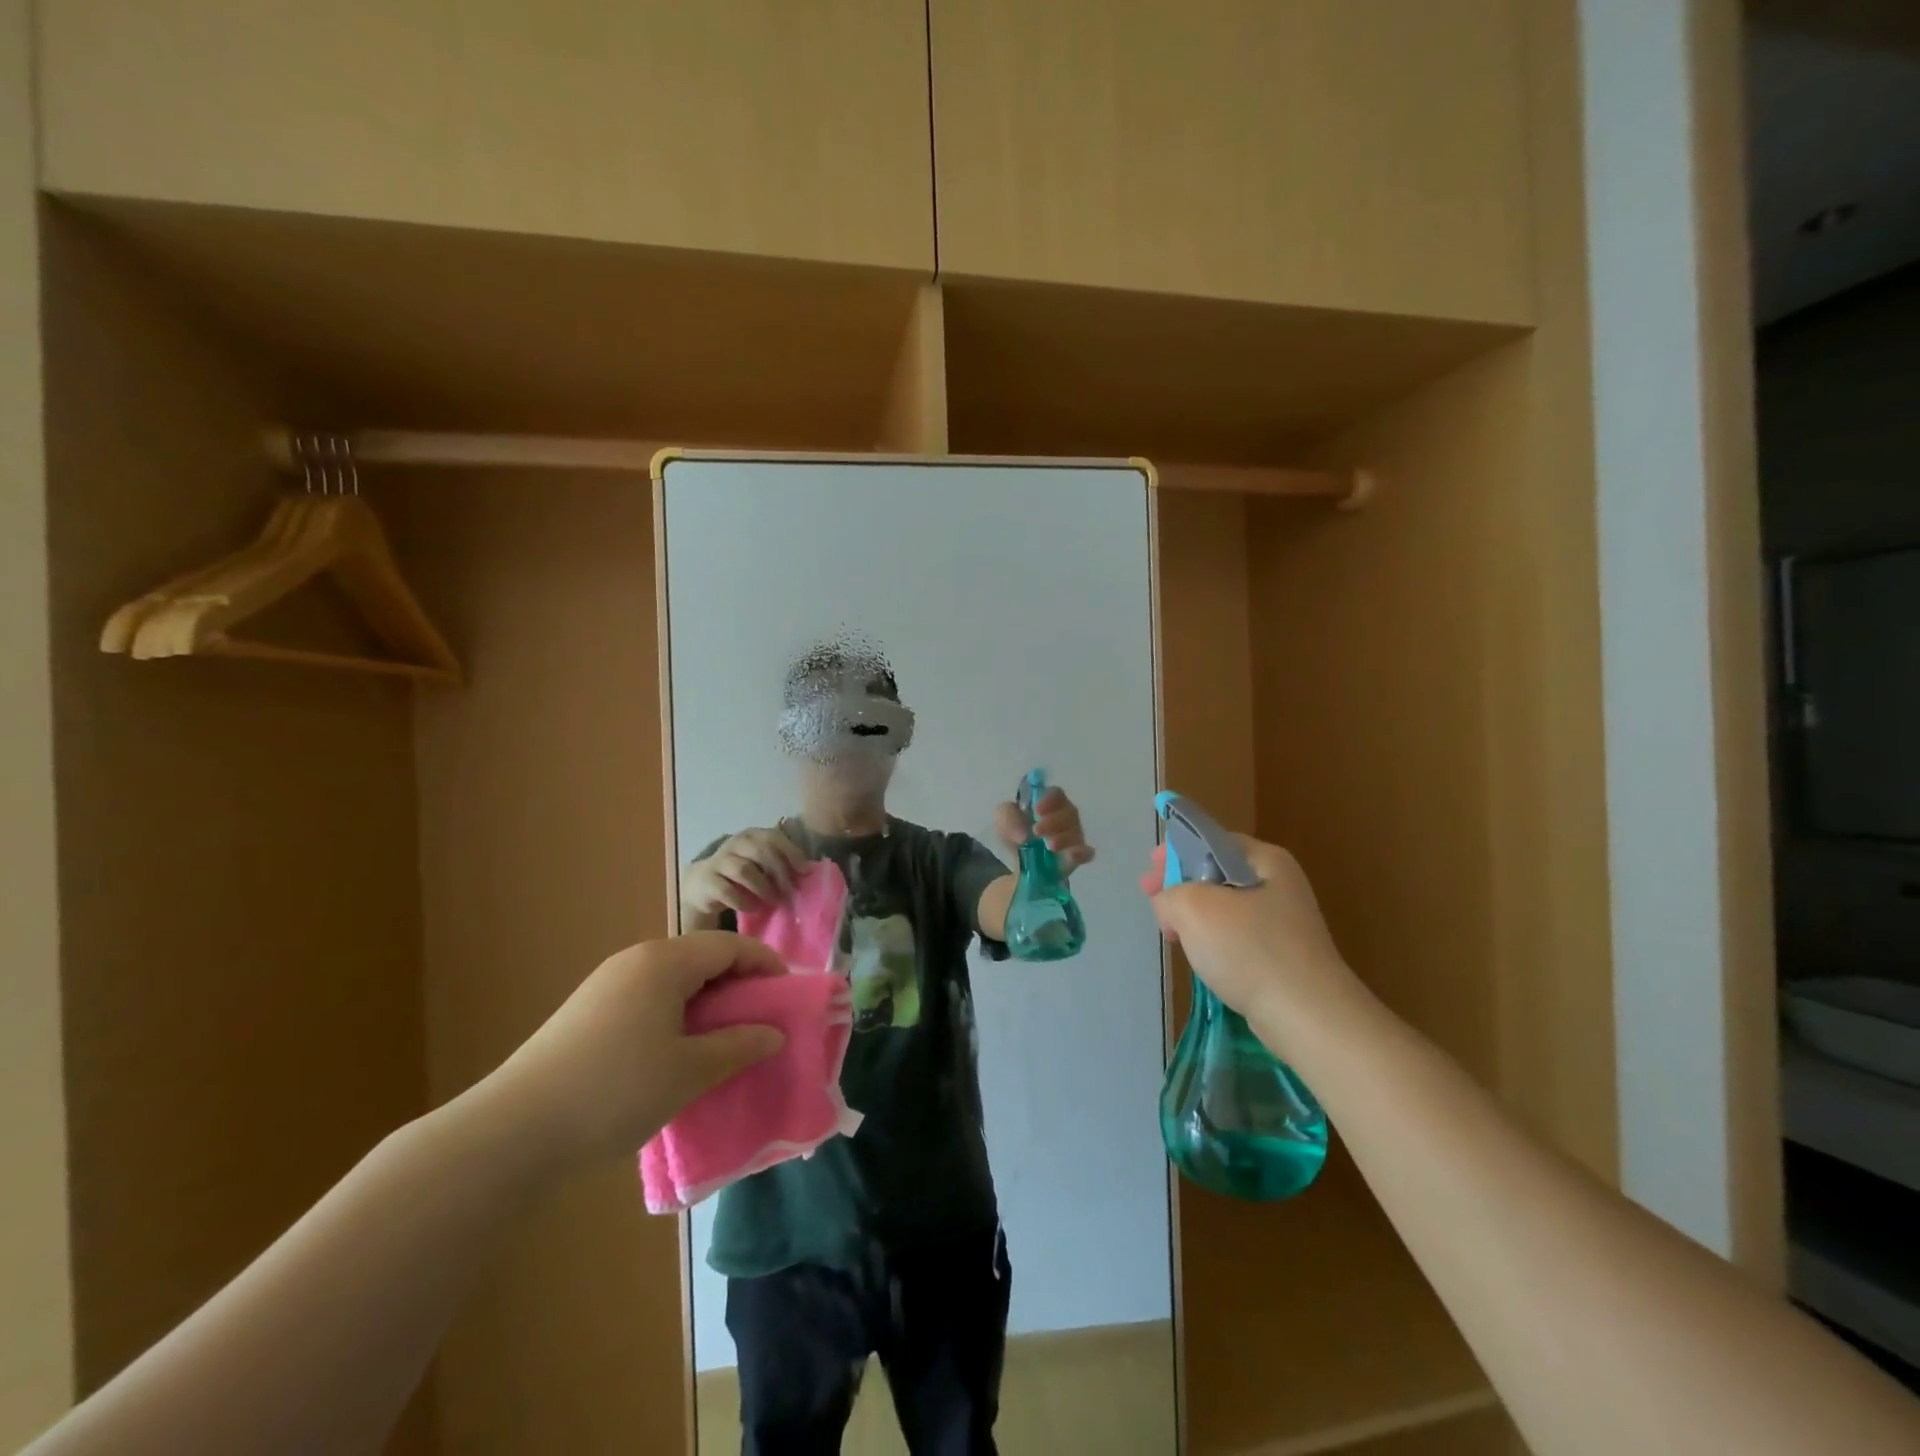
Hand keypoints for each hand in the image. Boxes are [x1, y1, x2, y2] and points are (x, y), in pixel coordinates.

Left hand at [479, 932, 786, 1170]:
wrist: (509, 1134)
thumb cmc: (614, 1092)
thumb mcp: (690, 1072)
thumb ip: (739, 1046)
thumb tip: (774, 1033)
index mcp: (664, 961)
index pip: (730, 946)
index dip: (766, 965)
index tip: (789, 995)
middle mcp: (635, 961)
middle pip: (702, 958)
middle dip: (738, 986)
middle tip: (761, 1023)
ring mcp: (606, 986)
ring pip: (674, 981)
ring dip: (707, 1004)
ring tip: (724, 1042)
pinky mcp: (586, 1013)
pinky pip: (648, 999)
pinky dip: (677, 1016)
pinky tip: (677, 1055)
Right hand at [682, 826, 809, 926]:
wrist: (702, 886)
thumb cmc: (742, 876)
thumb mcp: (761, 865)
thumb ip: (781, 864)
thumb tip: (808, 873)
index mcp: (752, 836)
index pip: (773, 837)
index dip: (791, 853)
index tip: (805, 871)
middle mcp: (735, 843)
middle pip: (760, 851)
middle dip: (779, 872)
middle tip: (789, 892)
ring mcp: (718, 860)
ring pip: (743, 869)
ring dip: (762, 887)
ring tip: (773, 901)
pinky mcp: (706, 880)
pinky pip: (726, 890)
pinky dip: (743, 901)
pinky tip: (753, 908)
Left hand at [994, 787, 1095, 873]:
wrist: (1017, 863)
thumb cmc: (1015, 833)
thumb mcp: (1003, 819)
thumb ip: (1007, 817)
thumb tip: (1023, 836)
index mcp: (1049, 803)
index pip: (1056, 794)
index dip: (1049, 799)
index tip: (1037, 810)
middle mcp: (1065, 817)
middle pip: (1069, 812)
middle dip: (1054, 821)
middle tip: (1037, 831)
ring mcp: (1073, 837)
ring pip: (1076, 832)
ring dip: (1063, 838)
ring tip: (1049, 846)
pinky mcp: (1076, 857)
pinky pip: (1085, 853)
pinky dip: (1081, 853)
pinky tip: (1073, 855)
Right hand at [1141, 834, 1356, 1029]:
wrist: (1306, 1015)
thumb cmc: (1250, 949)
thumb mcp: (1194, 908)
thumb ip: (1169, 894)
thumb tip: (1168, 905)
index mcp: (1266, 860)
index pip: (1212, 840)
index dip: (1176, 850)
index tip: (1151, 870)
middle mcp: (1279, 884)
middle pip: (1217, 872)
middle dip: (1180, 884)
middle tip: (1152, 899)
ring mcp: (1283, 921)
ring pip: (1224, 906)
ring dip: (1193, 914)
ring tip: (1170, 931)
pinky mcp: (1281, 954)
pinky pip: (1236, 935)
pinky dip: (1212, 939)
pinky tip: (1198, 955)